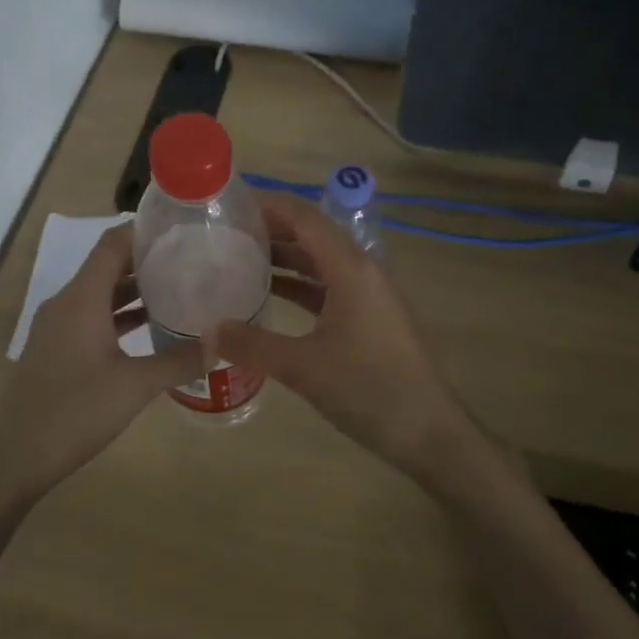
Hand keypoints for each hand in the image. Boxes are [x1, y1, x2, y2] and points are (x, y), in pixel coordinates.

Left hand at [0, 222, 203, 502]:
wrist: (17, 456)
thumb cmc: (76, 412)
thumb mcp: (135, 386)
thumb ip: (179, 360)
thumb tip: (220, 342)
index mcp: (82, 298)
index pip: (112, 244)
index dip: (143, 231)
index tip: (180, 228)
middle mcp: (66, 302)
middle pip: (107, 266)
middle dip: (146, 260)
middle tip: (189, 259)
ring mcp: (57, 326)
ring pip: (99, 293)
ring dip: (134, 289)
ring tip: (177, 288)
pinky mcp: (56, 347)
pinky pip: (91, 316)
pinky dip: (118, 315)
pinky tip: (149, 328)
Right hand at [213, 194, 478, 482]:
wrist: (431, 435)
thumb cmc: (371, 390)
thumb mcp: (304, 368)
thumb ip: (252, 345)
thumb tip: (206, 331)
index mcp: (351, 268)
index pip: (304, 217)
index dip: (267, 204)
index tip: (228, 203)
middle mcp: (362, 271)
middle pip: (311, 234)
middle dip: (269, 228)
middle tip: (223, 231)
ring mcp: (368, 295)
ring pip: (319, 262)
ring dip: (282, 256)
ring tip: (237, 257)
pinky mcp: (369, 318)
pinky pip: (327, 287)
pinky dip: (297, 284)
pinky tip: (268, 294)